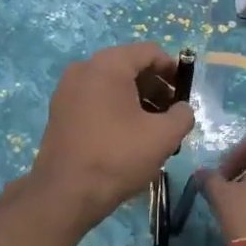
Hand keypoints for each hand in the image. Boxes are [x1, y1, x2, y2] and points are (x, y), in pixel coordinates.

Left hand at [29, 43, 194, 225]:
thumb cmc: (118, 157)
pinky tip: (129, 136)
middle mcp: (83, 69)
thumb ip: (183, 115)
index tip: (186, 93)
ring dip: (138, 100)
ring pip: (112, 85)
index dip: (173, 69)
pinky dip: (116, 109)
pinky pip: (95, 100)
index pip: (150, 52)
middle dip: (156, 87)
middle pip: (129, 66)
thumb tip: (182, 109)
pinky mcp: (60, 112)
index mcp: (108, 65)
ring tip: (154, 128)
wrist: (65, 193)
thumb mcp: (163, 136)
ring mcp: (67, 91)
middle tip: (172, 113)